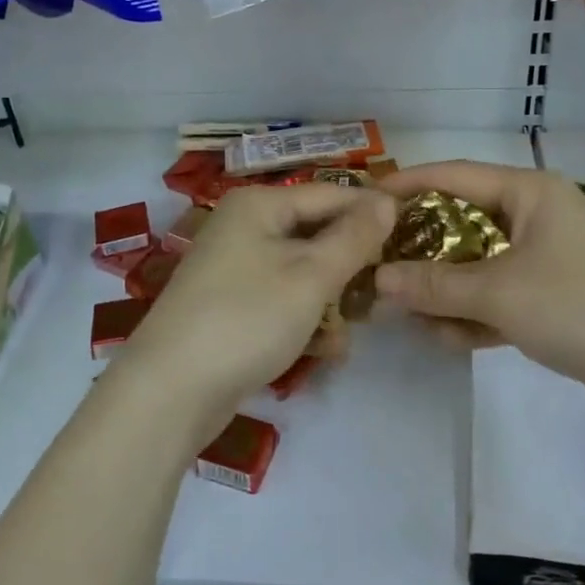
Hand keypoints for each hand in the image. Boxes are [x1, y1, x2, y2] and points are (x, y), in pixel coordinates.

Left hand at [118, 184, 395, 444]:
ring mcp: (235, 266)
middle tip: (385, 293)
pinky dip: (305, 317)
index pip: (332, 194)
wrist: (171, 390)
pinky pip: (282, 298)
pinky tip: (327, 349)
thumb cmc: (247, 318)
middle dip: (351, 264)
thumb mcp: (311, 276)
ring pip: (302, 270)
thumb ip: (354, 236)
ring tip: (357, 326)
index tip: (414, 239)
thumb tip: (388, 198)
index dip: (373, 214)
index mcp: (259, 204)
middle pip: (316, 232)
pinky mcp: (232, 304)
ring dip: (332, 297)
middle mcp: (244, 226)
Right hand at [374, 162, 584, 423]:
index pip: (453, 176)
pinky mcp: (557, 300)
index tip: (364, 201)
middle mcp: (537, 217)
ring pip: (480, 266)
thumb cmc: (582, 304)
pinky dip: (475, 314)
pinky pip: (502, 297)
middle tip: (375, 267)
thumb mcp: (500, 292)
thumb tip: (378, 280)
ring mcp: (549, 260)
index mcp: (528, 192)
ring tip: (403, 315)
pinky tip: (444, 338)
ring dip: (444, 290)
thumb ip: (435, 285)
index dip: (406, 186)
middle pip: (463, 223)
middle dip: (421, 249)